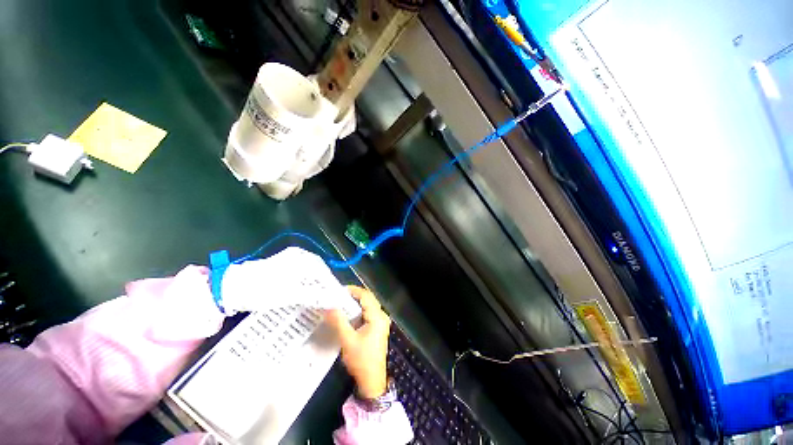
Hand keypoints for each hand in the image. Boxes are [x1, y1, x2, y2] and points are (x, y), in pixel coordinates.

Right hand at [325, 286, 390, 398]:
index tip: (339, 290)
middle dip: (353, 296)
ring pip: (367, 307)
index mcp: (377, 317)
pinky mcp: (377, 329)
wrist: (372, 381)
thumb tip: (329, 306)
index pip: (366, 296)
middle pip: (368, 300)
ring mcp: (380, 323)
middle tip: (337, 296)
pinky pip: (367, 314)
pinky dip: (357, 312)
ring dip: (354, 304)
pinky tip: (346, 315)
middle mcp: (381, 317)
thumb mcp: (348, 340)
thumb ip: (338, 321)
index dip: (353, 290)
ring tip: (339, 303)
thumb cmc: (361, 360)